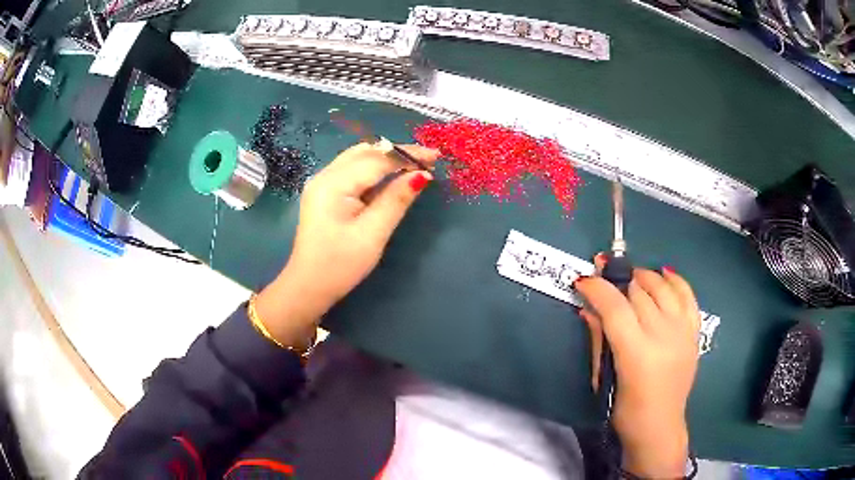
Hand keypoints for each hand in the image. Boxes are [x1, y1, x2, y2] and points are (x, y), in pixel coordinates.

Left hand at [254, 142, 439, 347]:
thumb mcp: (373, 234)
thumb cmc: (340, 265)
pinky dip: (374, 170)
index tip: (435, 156)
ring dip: (385, 159)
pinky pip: (352, 171)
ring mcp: (322, 183)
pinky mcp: (324, 193)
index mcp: (334, 184)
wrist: (308, 287)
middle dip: (397, 153)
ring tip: (413, 167)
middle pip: (365, 152)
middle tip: (427, 161)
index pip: (376, 159)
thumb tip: (422, 175)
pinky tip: (390, 178)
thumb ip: (396, 200)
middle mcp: (325, 175)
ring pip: (358, 158)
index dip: (407, 155)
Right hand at [575, 255, 699, 478]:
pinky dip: (676, 281)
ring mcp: (682, 332)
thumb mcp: (605, 378)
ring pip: (662, 288)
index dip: (597, 289)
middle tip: (604, 278)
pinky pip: (687, 296)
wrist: (660, 426)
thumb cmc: (625, 410)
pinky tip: (664, 273)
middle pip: (639, 293)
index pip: (615, 308)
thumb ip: (599, 339)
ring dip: (644, 277)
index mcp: (637, 353)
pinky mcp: (694, 332)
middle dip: (617, 281)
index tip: (583, 281)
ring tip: (631, 279)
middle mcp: (663, 336)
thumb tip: (587, 309)